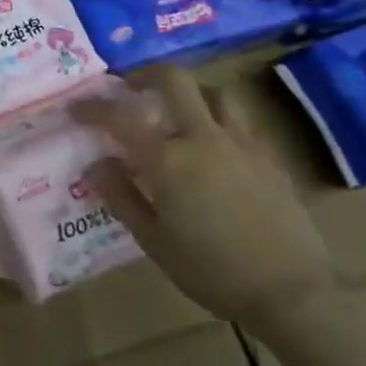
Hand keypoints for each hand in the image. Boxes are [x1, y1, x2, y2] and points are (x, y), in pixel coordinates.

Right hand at [72, 68, 334, 331]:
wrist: (289, 291)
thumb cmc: (210, 271)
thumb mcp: (153, 240)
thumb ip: (121, 196)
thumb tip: (96, 164)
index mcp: (168, 160)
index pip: (120, 117)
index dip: (93, 108)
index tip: (76, 108)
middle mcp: (203, 138)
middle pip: (174, 80)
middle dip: (145, 74)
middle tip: (129, 87)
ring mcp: (241, 142)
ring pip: (214, 92)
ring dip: (189, 92)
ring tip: (177, 111)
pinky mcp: (269, 155)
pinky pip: (240, 119)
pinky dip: (219, 117)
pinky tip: (214, 143)